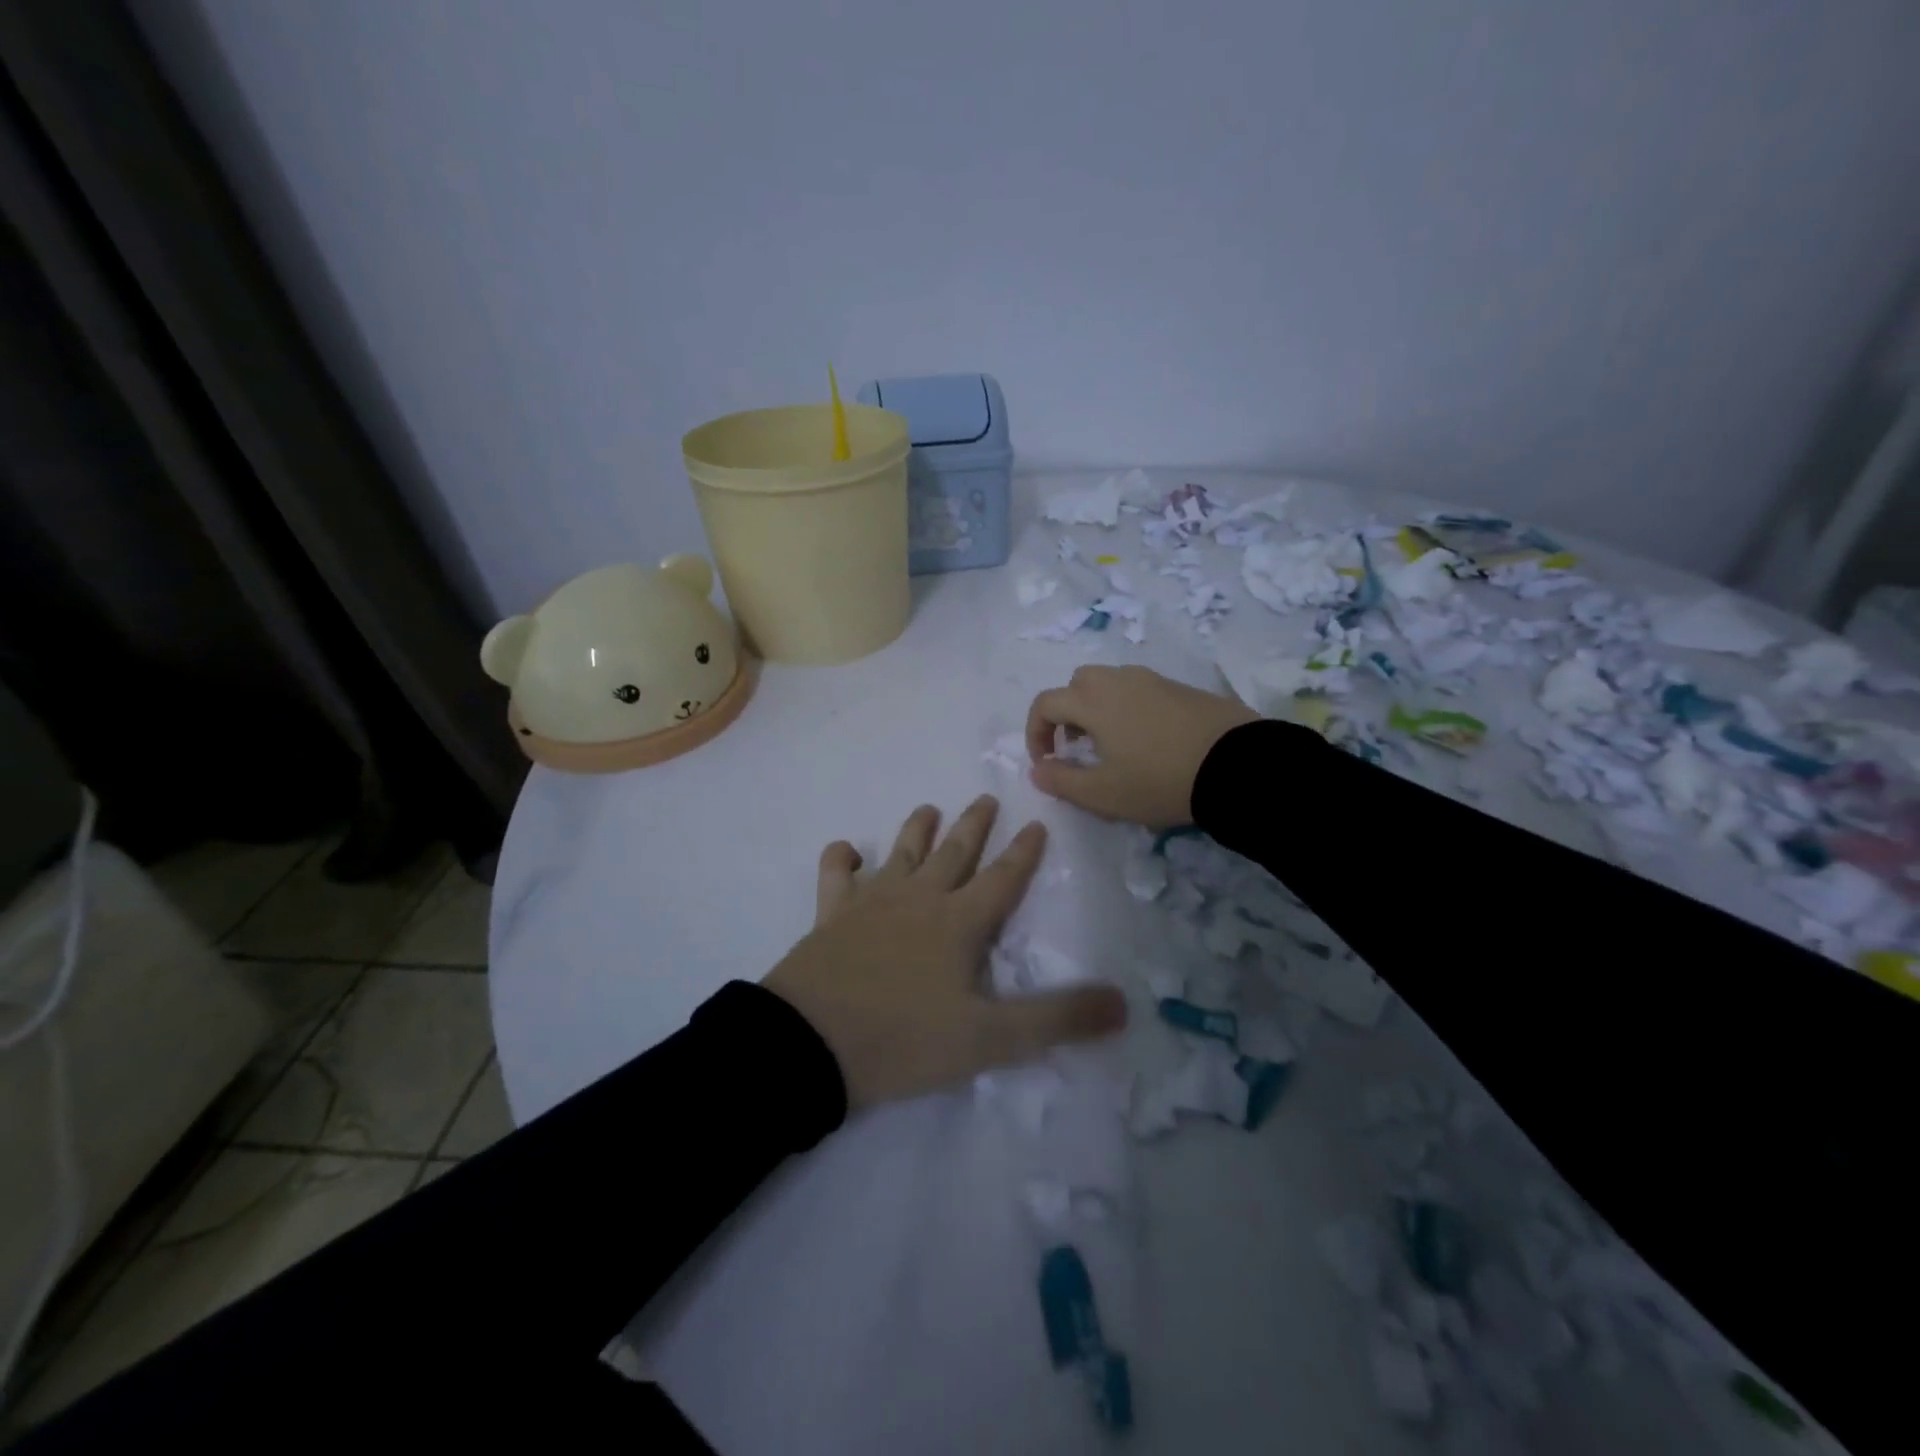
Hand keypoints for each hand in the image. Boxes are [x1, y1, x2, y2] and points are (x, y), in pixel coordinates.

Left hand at [762, 796, 1128, 1108]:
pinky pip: (835, 875)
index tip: (1037, 823)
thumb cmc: (905, 1039)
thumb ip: (1057, 1020)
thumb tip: (1123, 1004)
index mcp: (959, 922)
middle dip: (974, 826)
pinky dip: (841, 859)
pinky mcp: (831, 916)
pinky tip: (846, 851)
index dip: (1024, 853)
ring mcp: (870, 902)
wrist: (810, 1044)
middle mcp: (918, 899)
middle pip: (954, 853)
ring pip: (901, 853)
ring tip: (929, 808)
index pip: (1003, 878)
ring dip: (917, 829)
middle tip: (986, 797)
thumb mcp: (990, 1039)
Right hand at [1026, 665, 1258, 828]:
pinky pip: (1140, 689)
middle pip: (1077, 683)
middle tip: (1076, 746)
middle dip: (1066, 712)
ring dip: (1098, 707)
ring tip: (1112, 744)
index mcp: (1093, 701)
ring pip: (1110, 682)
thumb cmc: (1160, 781)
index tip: (1046, 762)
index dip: (1036, 732)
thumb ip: (1062, 782)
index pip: (1046, 703)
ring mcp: (1153, 680)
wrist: (1237, 765)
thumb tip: (1037, 770)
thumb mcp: (1104, 794)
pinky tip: (1147, 739)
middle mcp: (1118, 680)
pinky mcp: (1182, 687)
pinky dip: (1128, 707)